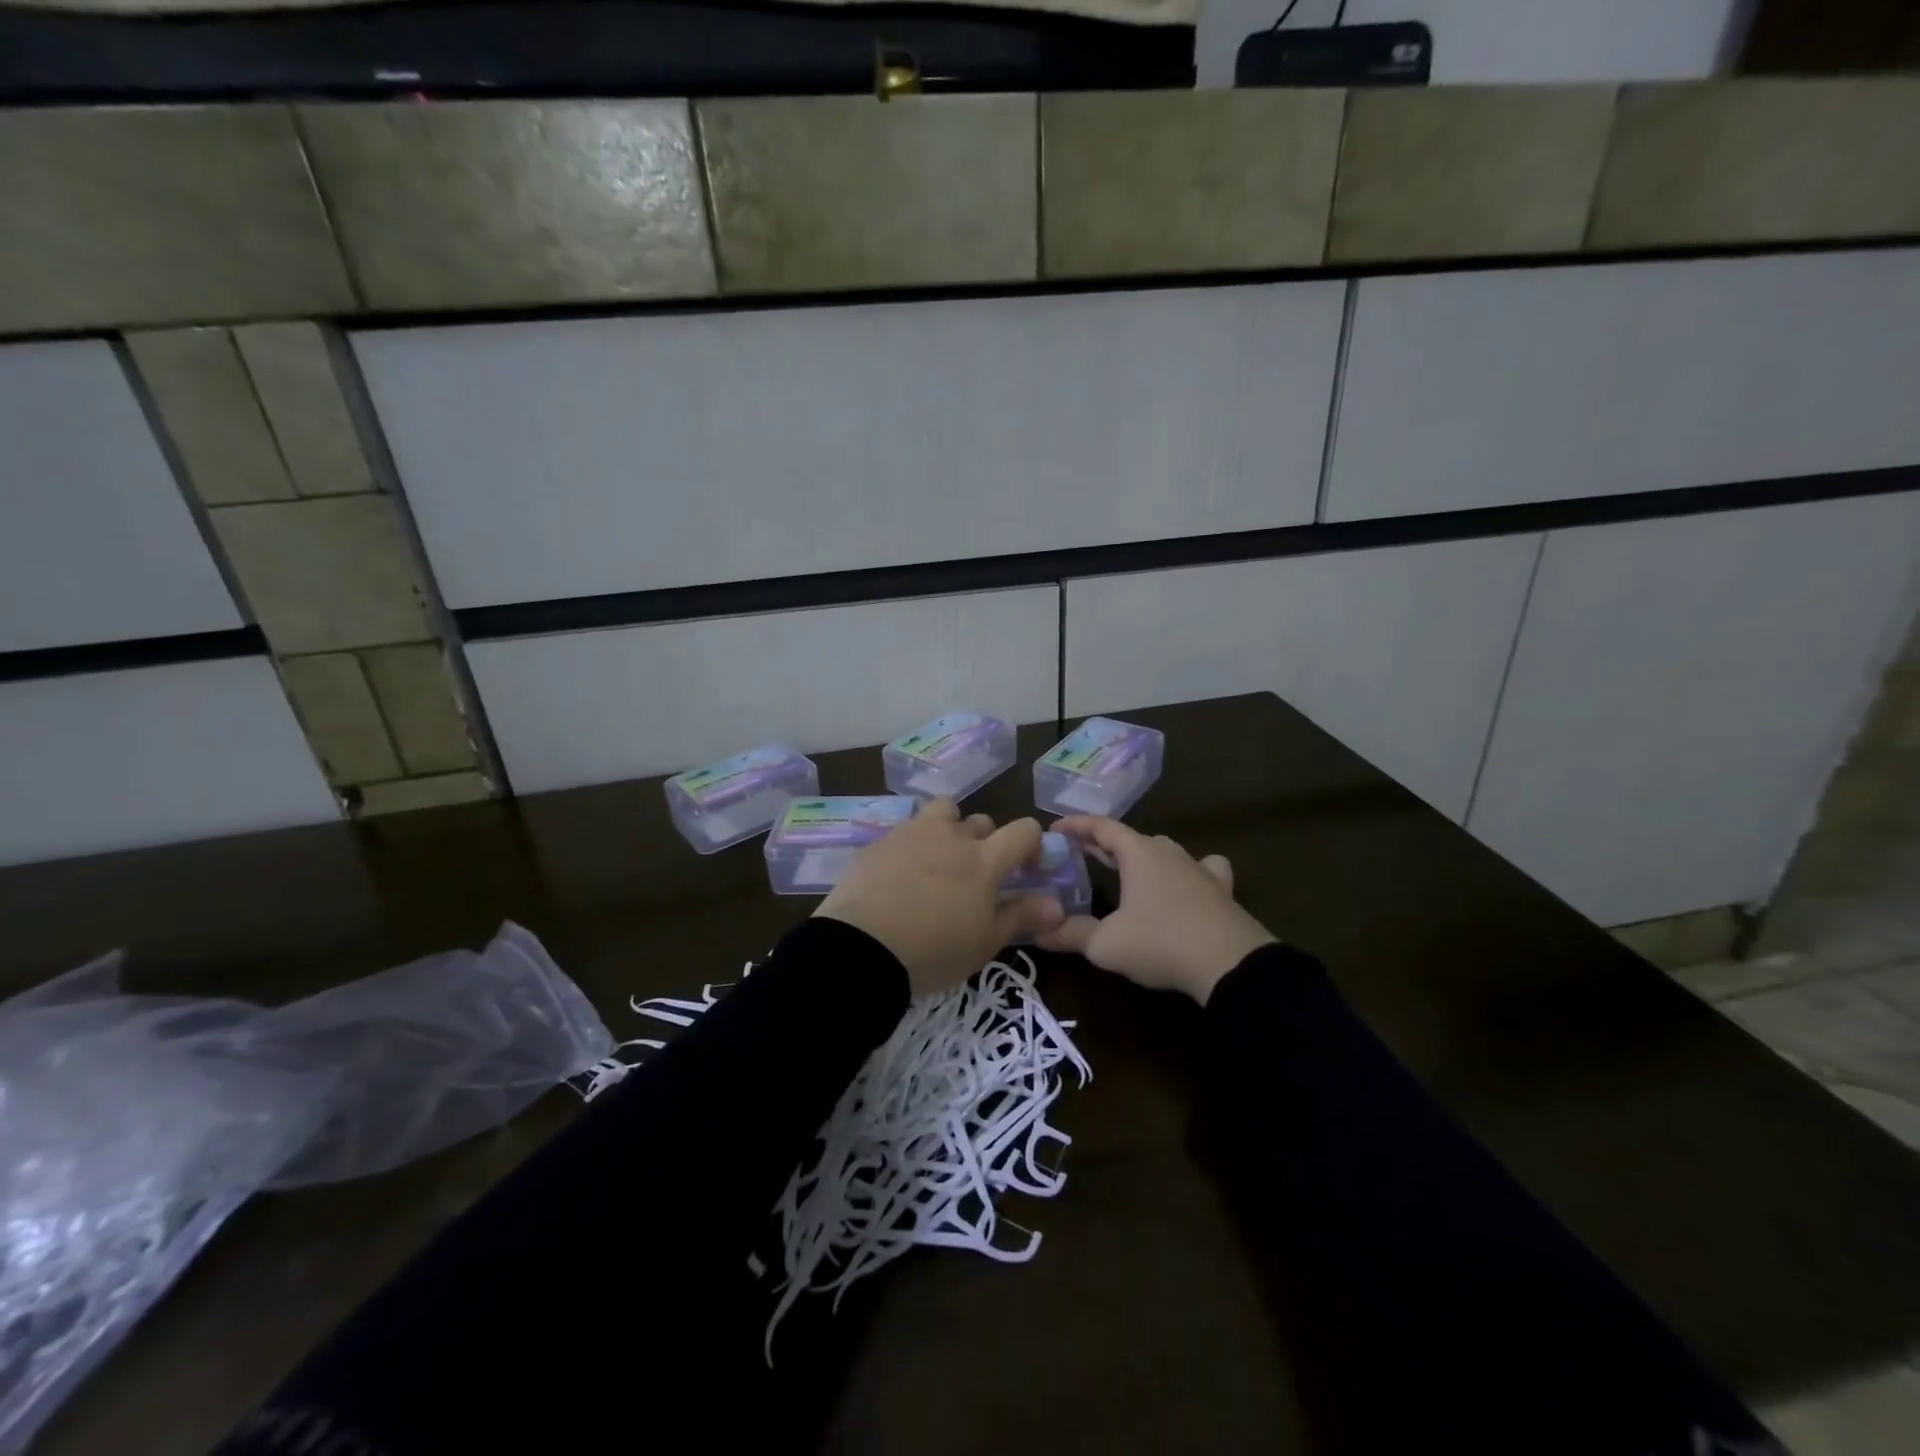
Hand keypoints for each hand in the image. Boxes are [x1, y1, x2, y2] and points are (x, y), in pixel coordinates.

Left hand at [814, 799, 1064, 997]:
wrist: (860, 950)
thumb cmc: (933, 951)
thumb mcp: (985, 943)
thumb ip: (1022, 916)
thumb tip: (1058, 904)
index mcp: (984, 860)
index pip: (1023, 831)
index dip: (1032, 845)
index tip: (1028, 869)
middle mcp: (952, 836)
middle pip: (981, 822)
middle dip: (986, 842)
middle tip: (976, 876)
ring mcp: (912, 833)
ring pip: (942, 812)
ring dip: (948, 829)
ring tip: (938, 861)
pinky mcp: (879, 841)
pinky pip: (905, 830)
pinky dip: (912, 845)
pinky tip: (900, 874)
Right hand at [1039, 817, 1274, 1004]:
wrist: (1231, 965)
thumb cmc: (1161, 943)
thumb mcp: (1105, 944)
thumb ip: (1069, 934)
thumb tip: (1037, 930)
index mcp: (1138, 853)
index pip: (1101, 827)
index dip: (1075, 826)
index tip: (1053, 830)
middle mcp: (1168, 851)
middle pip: (1130, 837)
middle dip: (1103, 843)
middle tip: (1080, 852)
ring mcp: (1198, 868)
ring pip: (1162, 851)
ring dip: (1141, 855)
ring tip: (1127, 868)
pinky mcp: (1221, 890)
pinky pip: (1202, 868)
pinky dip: (1187, 871)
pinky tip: (1188, 882)